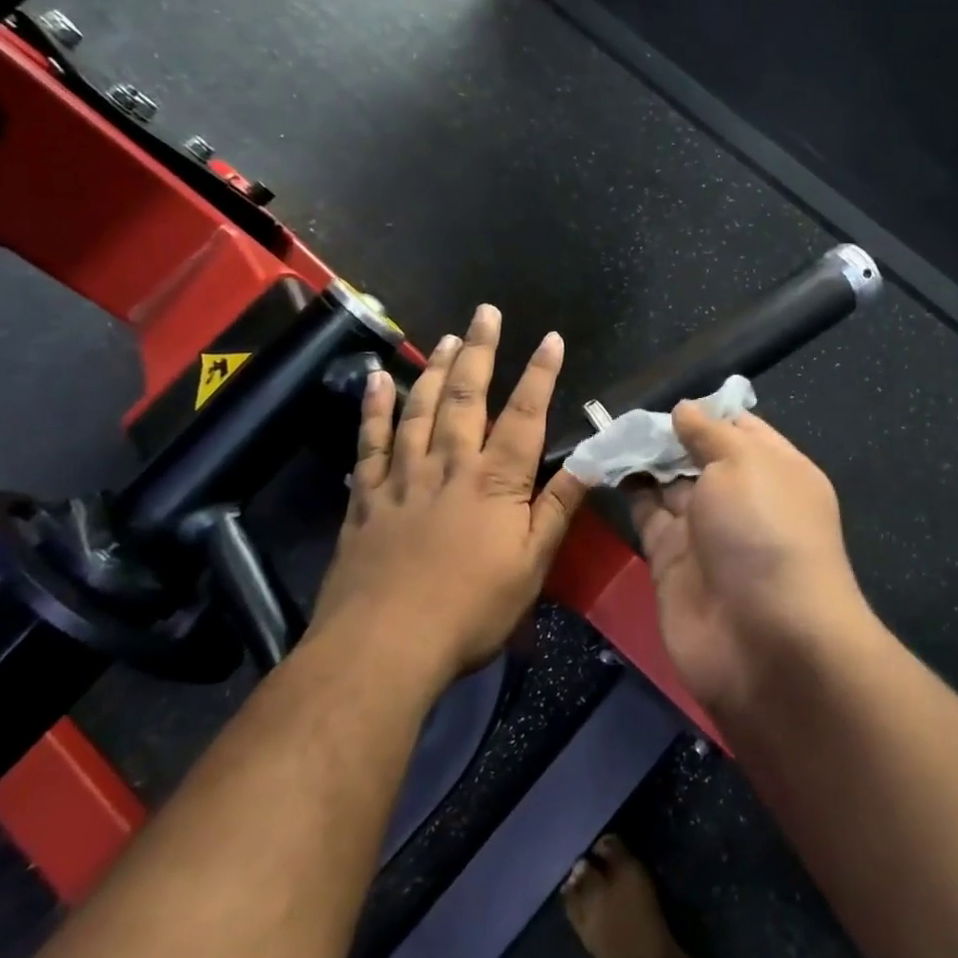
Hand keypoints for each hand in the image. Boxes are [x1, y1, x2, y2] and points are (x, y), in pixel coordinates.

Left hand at [314, 304, 588, 682]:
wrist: (385, 645)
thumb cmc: (471, 609)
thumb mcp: (531, 565)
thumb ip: (558, 508)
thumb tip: (591, 462)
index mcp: (496, 480)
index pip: (525, 414)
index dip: (540, 374)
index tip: (550, 338)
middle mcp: (450, 464)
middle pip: (467, 396)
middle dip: (480, 351)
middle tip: (485, 312)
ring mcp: (403, 476)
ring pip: (420, 408)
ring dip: (434, 369)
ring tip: (445, 337)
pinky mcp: (366, 497)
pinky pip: (369, 441)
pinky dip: (373, 408)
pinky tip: (376, 380)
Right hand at [628, 404, 870, 716]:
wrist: (764, 641)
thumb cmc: (764, 532)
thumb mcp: (743, 463)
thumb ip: (709, 433)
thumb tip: (685, 409)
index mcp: (775, 469)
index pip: (739, 428)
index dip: (704, 411)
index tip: (665, 397)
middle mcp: (742, 498)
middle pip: (699, 456)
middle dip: (666, 434)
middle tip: (622, 413)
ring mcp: (706, 533)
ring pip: (669, 485)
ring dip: (642, 460)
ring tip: (606, 432)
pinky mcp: (671, 562)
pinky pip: (647, 517)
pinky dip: (627, 492)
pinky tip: (603, 466)